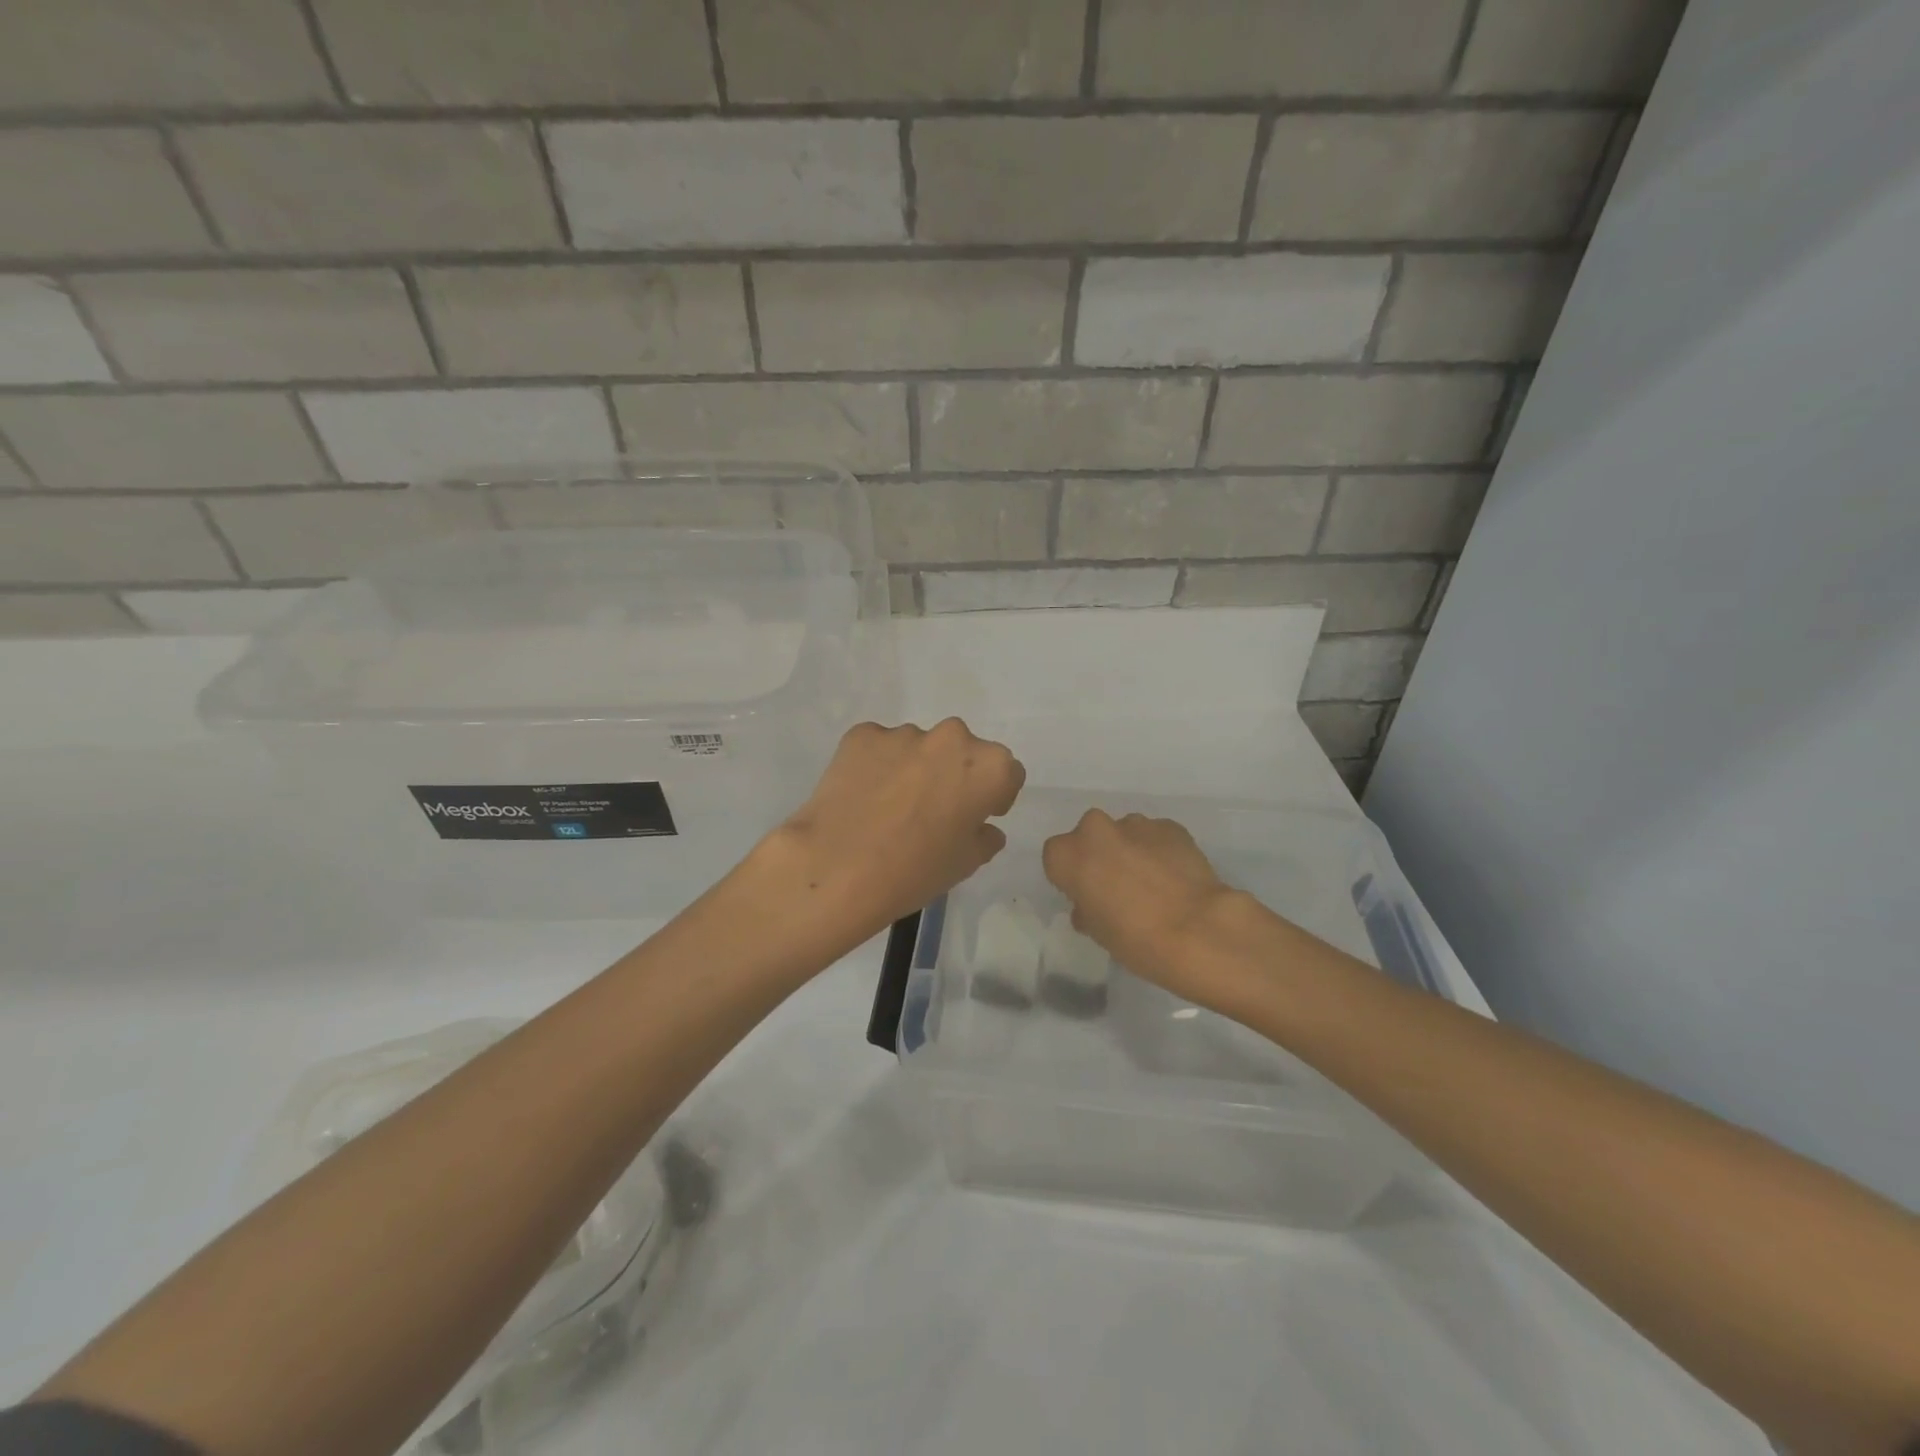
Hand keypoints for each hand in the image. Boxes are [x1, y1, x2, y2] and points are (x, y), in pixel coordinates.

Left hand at [763, 719, 1024, 942]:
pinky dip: (877, 766)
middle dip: (955, 774)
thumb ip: (985, 838)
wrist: (836, 868)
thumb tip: (983, 828)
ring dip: (915, 768)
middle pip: (963, 752)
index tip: (977, 817)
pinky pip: (880, 747)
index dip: (995, 796)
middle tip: (933, 810)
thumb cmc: (914, 871)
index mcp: (988, 767)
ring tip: (891, 807)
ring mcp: (903, 733)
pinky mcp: (862, 735)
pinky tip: (863, 798)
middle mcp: (951, 738)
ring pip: (920, 747)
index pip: (1007, 773)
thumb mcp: (965, 865)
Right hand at [1043, 811, 1282, 1014]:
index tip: (1085, 895)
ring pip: (1124, 834)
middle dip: (1100, 856)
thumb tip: (1092, 905)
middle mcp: (1096, 829)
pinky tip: (1175, 879)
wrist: (1198, 930)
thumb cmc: (1134, 938)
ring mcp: (1136, 824)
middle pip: (1089, 837)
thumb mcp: (1096, 931)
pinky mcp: (1171, 826)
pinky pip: (1156, 837)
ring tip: (1152, 885)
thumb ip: (1086, 908)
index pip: (1056, 857)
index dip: (1070, 876)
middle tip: (1116, 888)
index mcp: (1068, 854)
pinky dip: (1160, 851)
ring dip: (1131, 852)